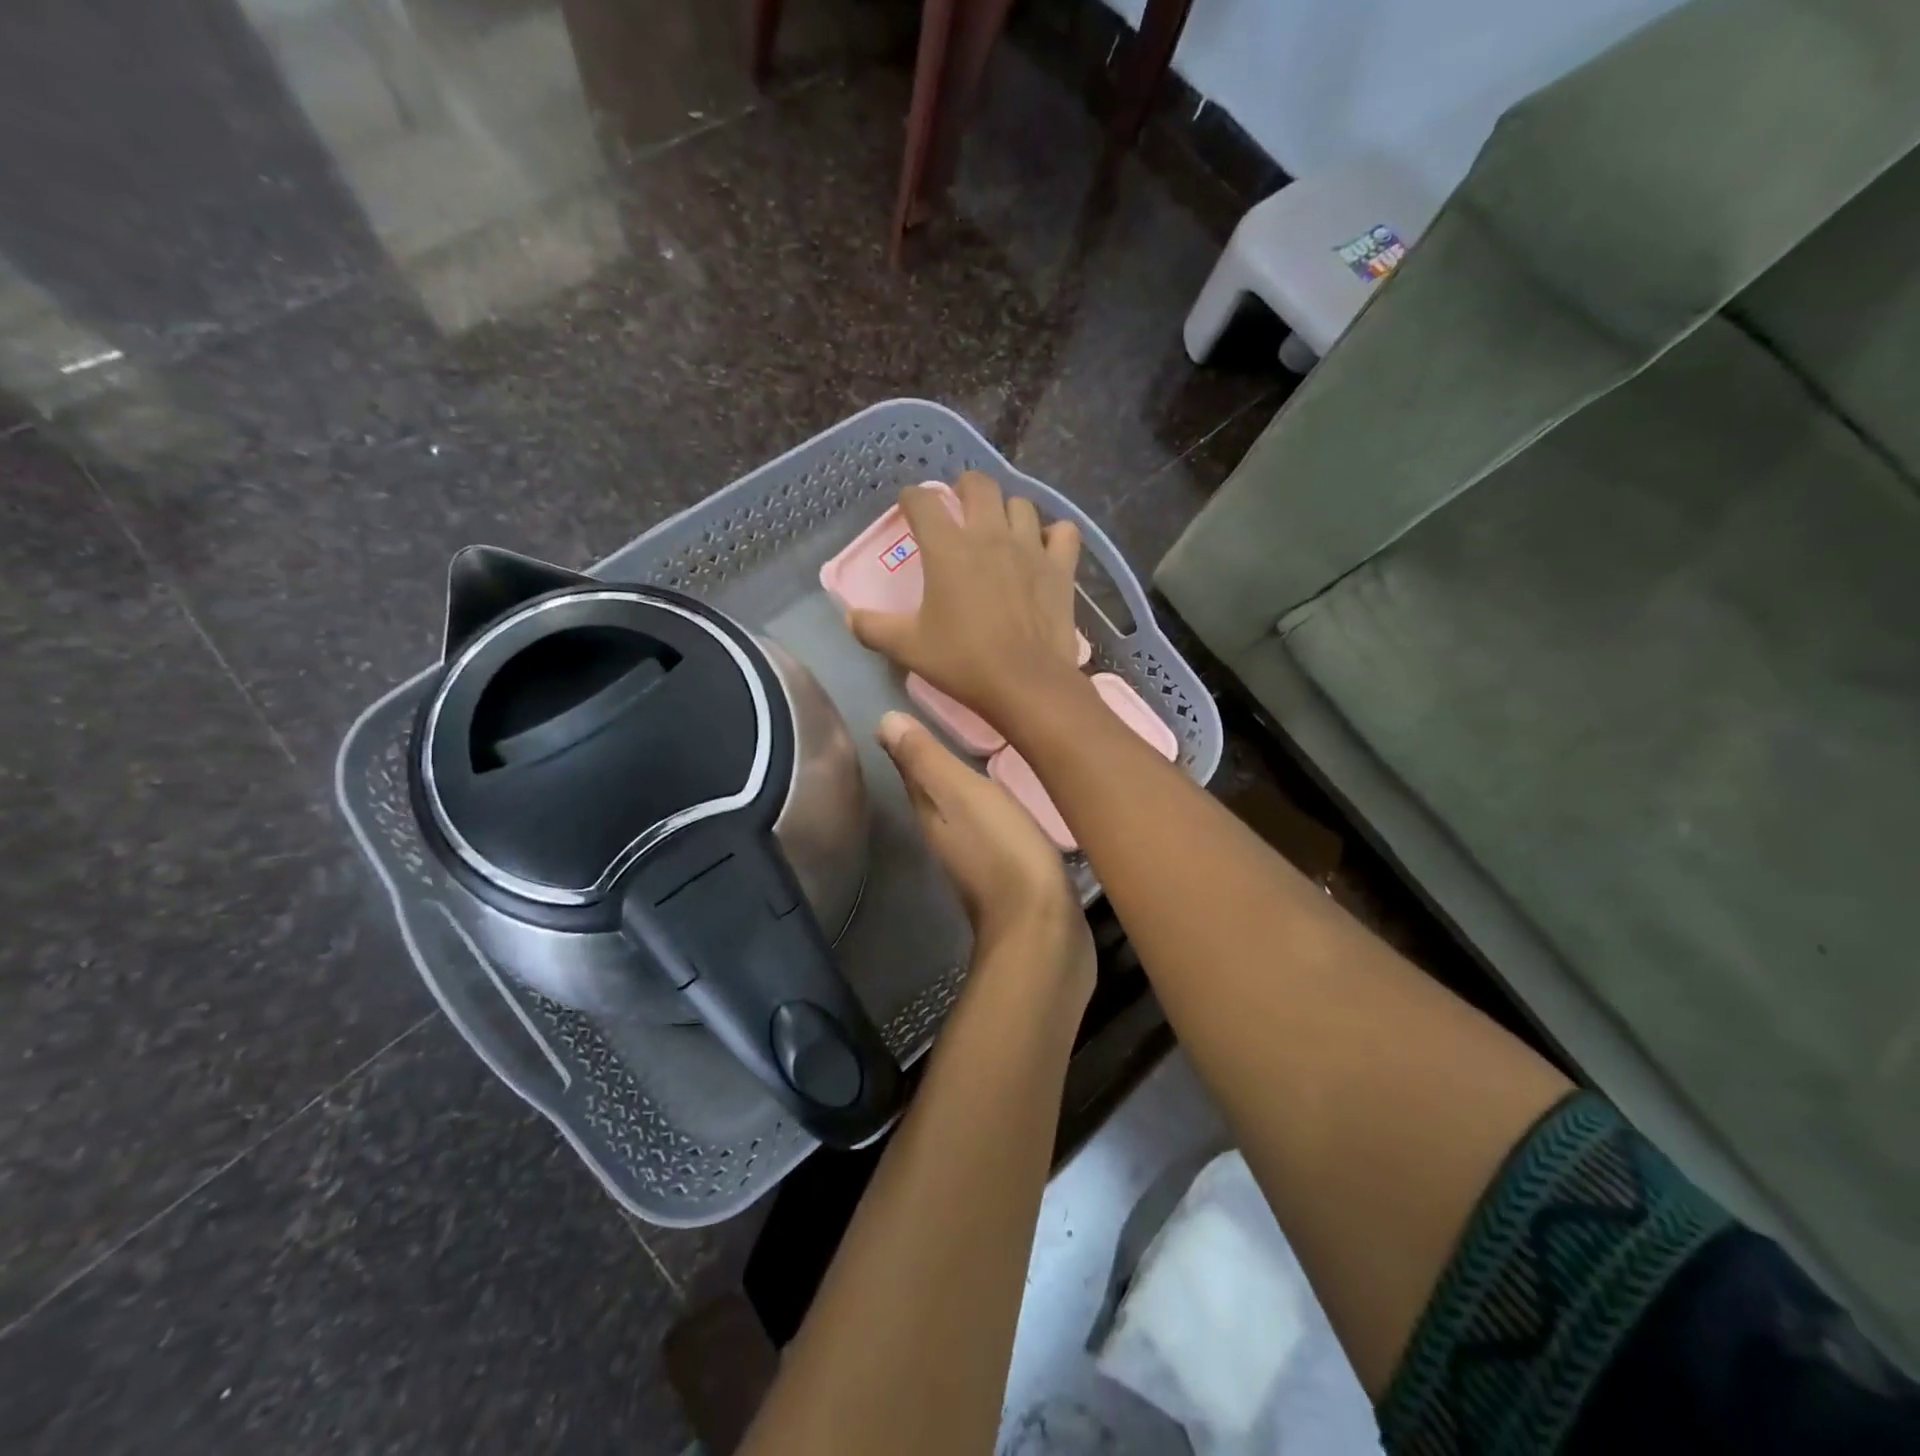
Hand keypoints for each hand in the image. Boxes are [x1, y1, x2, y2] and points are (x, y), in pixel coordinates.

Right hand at [849, 472, 1083, 731]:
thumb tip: (850, 617)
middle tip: (959, 506)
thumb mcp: (908, 648)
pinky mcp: (1060, 567)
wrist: (1026, 683)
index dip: (912, 498)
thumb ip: (874, 628)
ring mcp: (1030, 548)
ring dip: (1007, 510)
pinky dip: (1053, 535)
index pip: (923, 501)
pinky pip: (1063, 532)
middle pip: (978, 485)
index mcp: (947, 548)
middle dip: (964, 488)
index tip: (909, 507)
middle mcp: (989, 535)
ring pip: (1021, 504)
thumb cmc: (962, 662)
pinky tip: (1044, 548)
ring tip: (1000, 528)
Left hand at [877, 711, 1094, 1006]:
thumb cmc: (1003, 851)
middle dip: (942, 764)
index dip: (912, 743)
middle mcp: (946, 837)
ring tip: (988, 756)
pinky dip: (997, 811)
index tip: (917, 711)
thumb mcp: (962, 794)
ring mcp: (977, 859)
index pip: (913, 771)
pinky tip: (1014, 802)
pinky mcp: (1010, 874)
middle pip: (937, 793)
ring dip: (969, 788)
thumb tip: (883, 721)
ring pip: (965, 812)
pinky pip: (996, 830)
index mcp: (931, 815)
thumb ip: (926, 760)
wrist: (1044, 929)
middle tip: (960, 723)